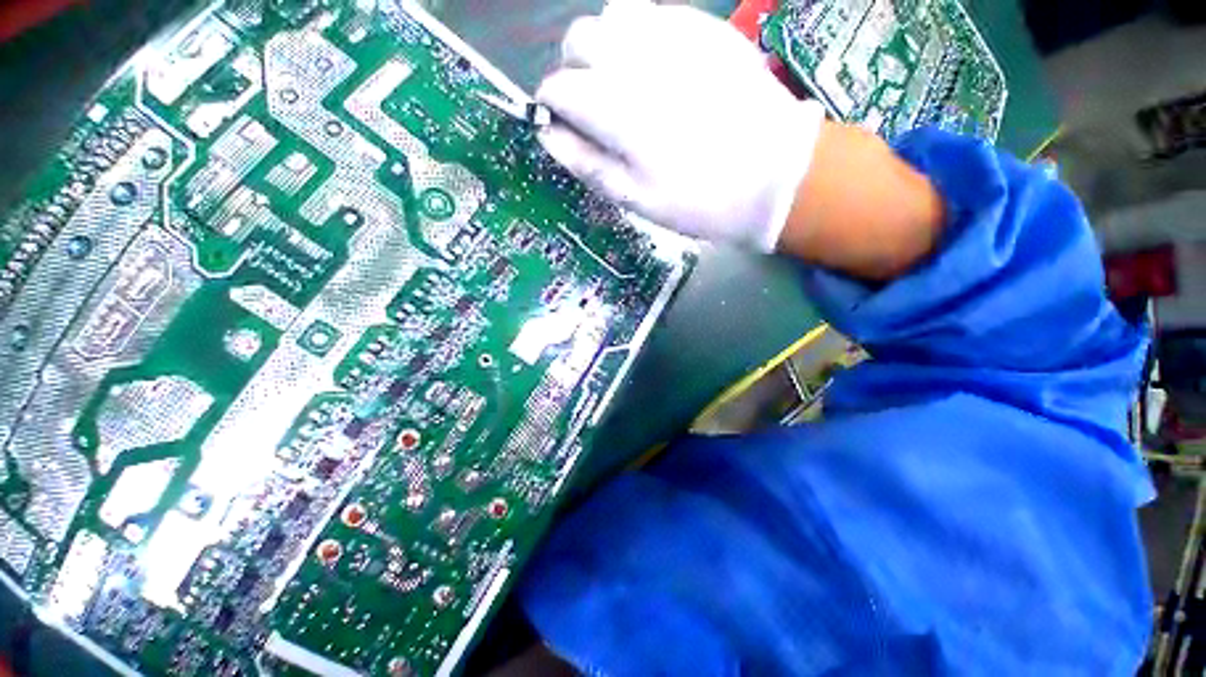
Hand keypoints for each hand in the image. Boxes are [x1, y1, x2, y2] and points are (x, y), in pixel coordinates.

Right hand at [536, 0, 825, 252]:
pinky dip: (641, 38)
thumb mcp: (634, 197)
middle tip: (595, 107)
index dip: (554, 109)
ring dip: (606, 49)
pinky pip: (654, 15)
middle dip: (575, 70)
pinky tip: (659, 72)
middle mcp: (636, 56)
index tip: (567, 129)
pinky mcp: (704, 27)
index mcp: (614, 106)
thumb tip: (548, 135)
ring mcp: (673, 32)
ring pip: (613, 18)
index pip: (557, 87)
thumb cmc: (696, 199)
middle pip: (578, 39)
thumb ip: (586, 162)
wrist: (772, 176)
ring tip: (625, 87)